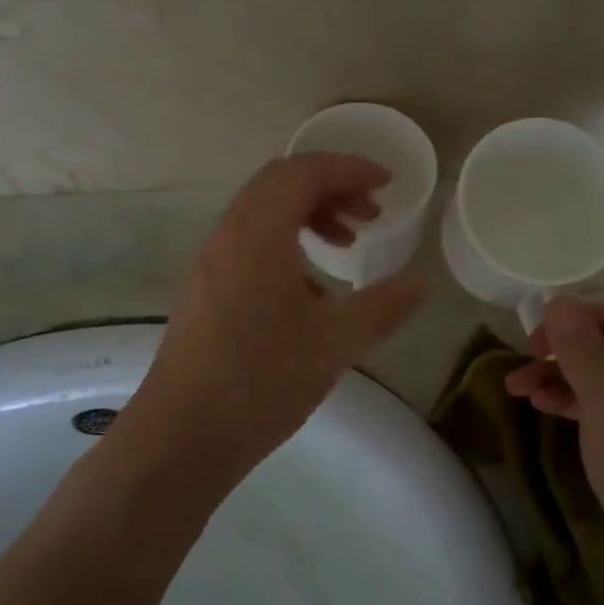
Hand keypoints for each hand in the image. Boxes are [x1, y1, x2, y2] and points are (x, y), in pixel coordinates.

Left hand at [123, 154, 426, 485]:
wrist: (183, 436)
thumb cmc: (262, 382)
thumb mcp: (335, 344)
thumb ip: (383, 306)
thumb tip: (420, 282)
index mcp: (258, 234)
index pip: (304, 173)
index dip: (349, 168)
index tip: (387, 183)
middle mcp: (228, 234)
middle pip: (280, 183)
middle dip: (330, 186)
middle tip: (369, 213)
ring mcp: (210, 261)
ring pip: (262, 211)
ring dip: (307, 213)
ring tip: (345, 244)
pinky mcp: (204, 288)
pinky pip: (248, 239)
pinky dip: (284, 239)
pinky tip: (309, 286)